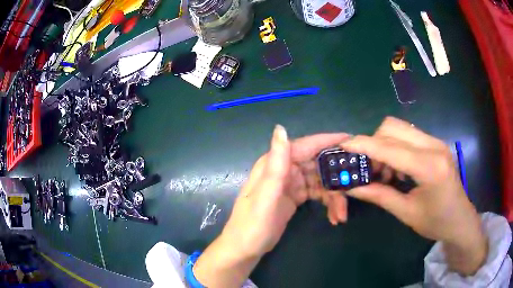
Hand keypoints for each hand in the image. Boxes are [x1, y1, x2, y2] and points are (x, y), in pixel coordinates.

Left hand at [223, 125, 350, 257]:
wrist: (245, 249)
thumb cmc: (252, 225)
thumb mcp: (265, 197)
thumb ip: (275, 165)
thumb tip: (281, 128)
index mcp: (274, 164)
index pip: (305, 146)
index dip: (327, 141)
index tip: (350, 140)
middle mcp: (283, 169)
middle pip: (317, 164)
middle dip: (336, 176)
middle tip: (354, 186)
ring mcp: (291, 183)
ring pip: (320, 180)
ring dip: (334, 195)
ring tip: (341, 214)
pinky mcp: (295, 196)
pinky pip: (317, 193)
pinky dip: (327, 202)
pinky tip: (334, 216)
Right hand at [341, 117, 486, 274]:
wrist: (460, 219)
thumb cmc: (436, 222)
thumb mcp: (406, 213)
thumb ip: (379, 195)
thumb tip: (351, 186)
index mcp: (429, 167)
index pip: (390, 148)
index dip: (364, 145)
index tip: (343, 145)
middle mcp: (434, 146)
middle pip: (393, 127)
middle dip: (374, 143)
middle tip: (368, 168)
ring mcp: (436, 142)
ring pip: (400, 128)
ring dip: (384, 145)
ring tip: (383, 172)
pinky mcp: (435, 144)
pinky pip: (408, 136)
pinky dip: (395, 148)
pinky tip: (397, 169)